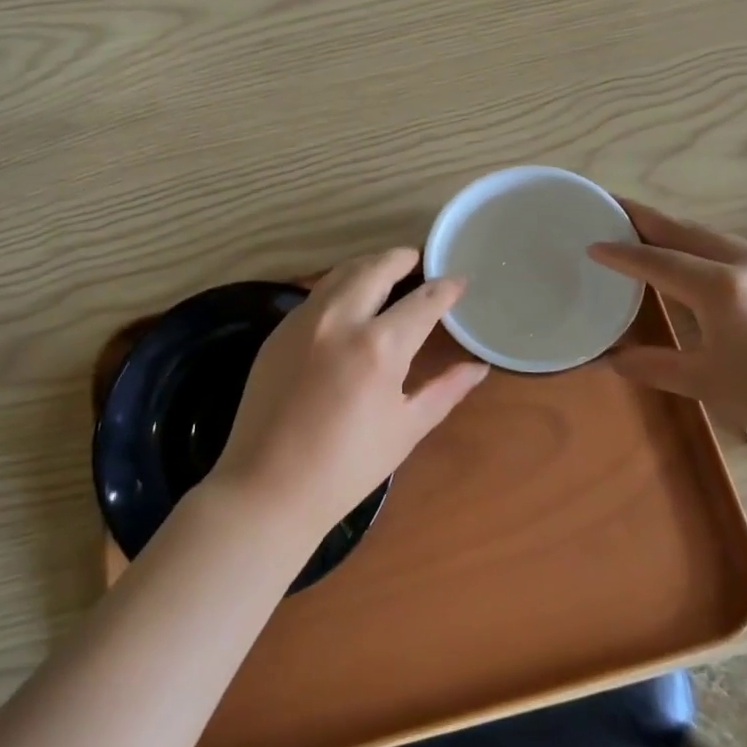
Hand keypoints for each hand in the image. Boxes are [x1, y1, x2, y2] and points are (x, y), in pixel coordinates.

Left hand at [208, 249, 489, 541]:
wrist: (268, 486)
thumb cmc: (347, 467)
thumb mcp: (406, 429)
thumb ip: (445, 390)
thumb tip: (478, 367)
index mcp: (380, 346)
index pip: (423, 301)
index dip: (446, 288)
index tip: (459, 280)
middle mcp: (341, 320)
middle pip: (376, 268)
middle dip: (401, 259)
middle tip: (417, 259)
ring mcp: (304, 321)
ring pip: (341, 274)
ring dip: (368, 265)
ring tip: (384, 270)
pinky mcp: (279, 331)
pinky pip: (315, 295)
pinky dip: (338, 286)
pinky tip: (346, 300)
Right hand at [589, 200, 746, 461]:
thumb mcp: (705, 383)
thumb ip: (652, 365)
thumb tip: (608, 359)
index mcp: (722, 289)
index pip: (657, 261)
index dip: (621, 252)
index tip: (592, 243)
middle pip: (684, 230)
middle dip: (644, 217)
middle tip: (610, 205)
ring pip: (712, 234)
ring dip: (675, 229)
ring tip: (644, 228)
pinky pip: (735, 247)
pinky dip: (704, 244)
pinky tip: (694, 257)